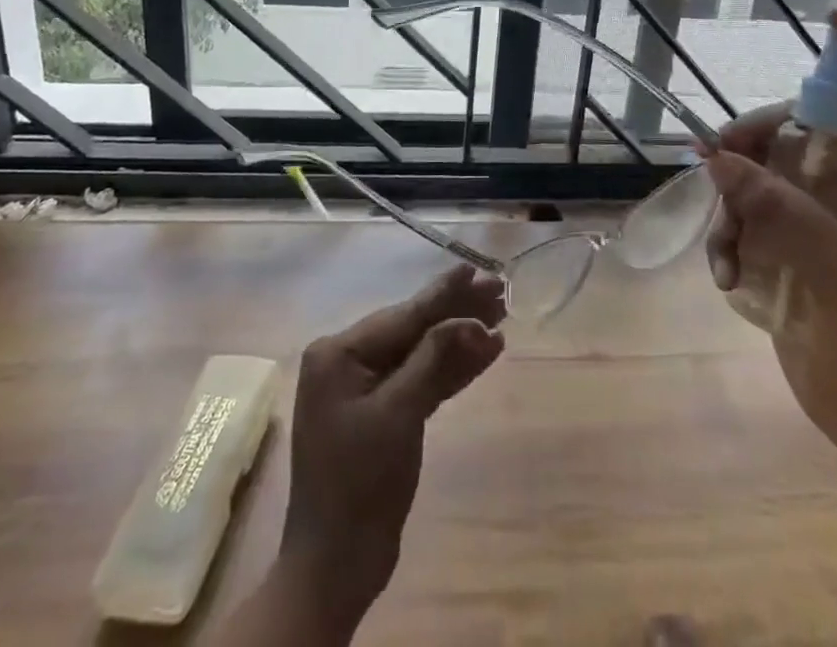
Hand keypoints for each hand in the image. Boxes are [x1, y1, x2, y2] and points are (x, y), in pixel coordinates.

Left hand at [276, 265, 506, 627]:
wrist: (336, 567)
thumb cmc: (359, 483)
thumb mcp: (398, 414)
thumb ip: (434, 360)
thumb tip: (472, 321)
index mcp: (339, 352)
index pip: (403, 315)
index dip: (445, 292)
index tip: (478, 269)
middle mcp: (348, 361)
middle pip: (413, 328)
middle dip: (457, 313)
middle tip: (500, 292)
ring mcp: (364, 388)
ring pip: (420, 353)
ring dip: (459, 339)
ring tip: (500, 319)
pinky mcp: (382, 414)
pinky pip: (420, 380)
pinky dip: (450, 370)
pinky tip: (483, 354)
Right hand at [703, 10, 836, 472]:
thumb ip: (779, 210)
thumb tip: (715, 157)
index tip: (833, 23)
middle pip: (803, 124)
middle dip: (754, 142)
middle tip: (715, 166)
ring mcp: (824, 213)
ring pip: (763, 167)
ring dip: (732, 201)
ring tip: (725, 251)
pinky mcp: (793, 240)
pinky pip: (748, 209)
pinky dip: (729, 233)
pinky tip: (727, 273)